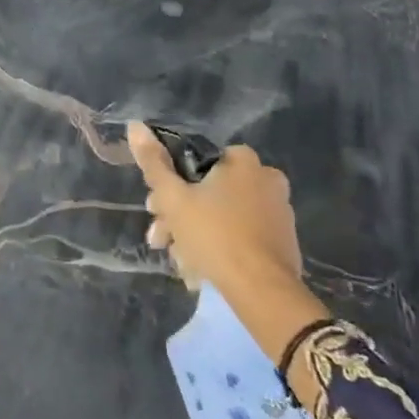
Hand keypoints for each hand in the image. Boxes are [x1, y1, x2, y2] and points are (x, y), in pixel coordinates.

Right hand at [128, 124, 300, 292]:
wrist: (262, 292)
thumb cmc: (214, 235)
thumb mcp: (174, 198)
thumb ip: (154, 163)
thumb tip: (135, 125)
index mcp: (244, 161)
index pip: (196, 161)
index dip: (170, 184)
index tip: (155, 209)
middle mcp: (267, 180)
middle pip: (208, 192)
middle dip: (179, 216)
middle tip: (160, 239)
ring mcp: (279, 213)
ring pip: (222, 217)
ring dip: (194, 235)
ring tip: (179, 262)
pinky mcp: (283, 244)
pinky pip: (241, 237)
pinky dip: (219, 248)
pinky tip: (199, 270)